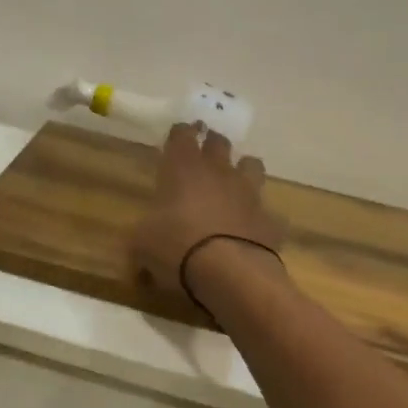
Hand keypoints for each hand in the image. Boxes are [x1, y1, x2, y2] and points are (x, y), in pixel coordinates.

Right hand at [131, 123, 285, 303]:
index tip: (177, 137)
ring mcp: (248, 193)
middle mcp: (218, 172)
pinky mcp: (269, 219)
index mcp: (183, 168)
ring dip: (242, 170)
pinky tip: (249, 229)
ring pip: (251, 165)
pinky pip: (266, 211)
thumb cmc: (176, 247)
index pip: (182, 134)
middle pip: (219, 142)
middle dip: (211, 144)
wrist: (230, 273)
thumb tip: (138, 244)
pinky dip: (257, 217)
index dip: (180, 134)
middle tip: (204, 153)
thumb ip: (140, 235)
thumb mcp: (140, 244)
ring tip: (232, 185)